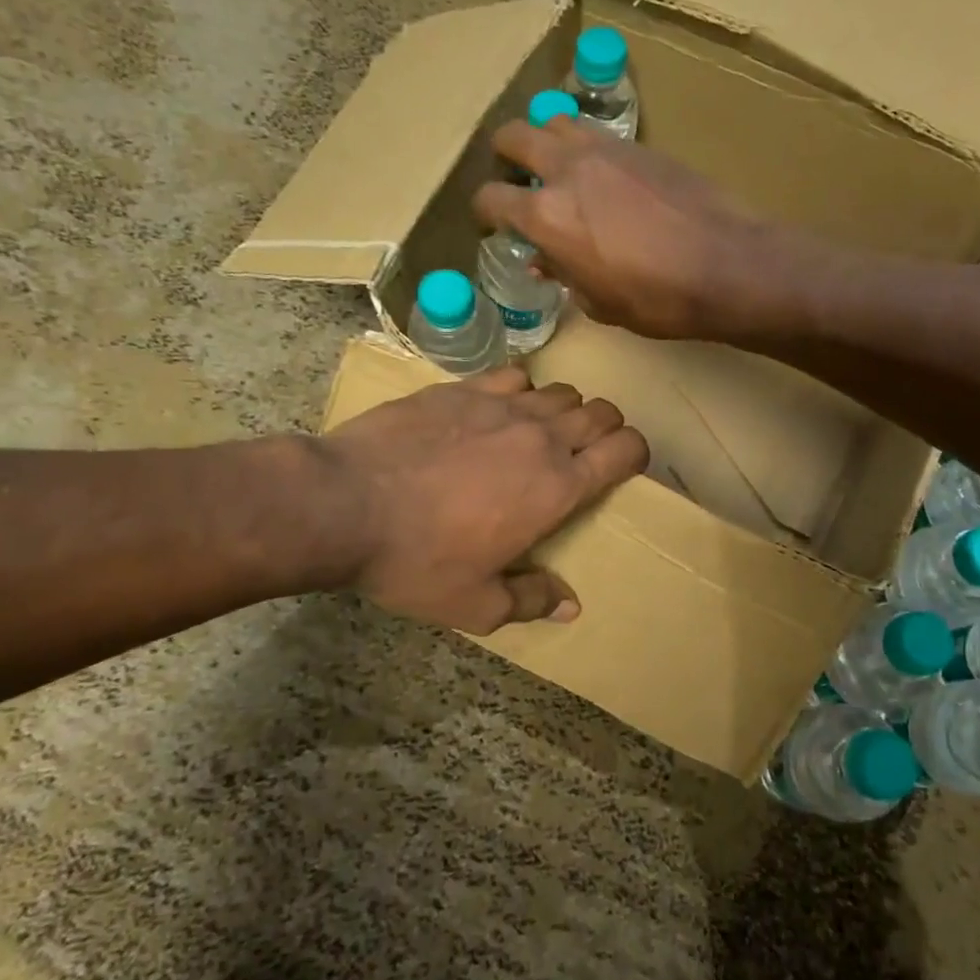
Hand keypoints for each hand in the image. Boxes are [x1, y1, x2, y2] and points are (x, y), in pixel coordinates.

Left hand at [322, 367, 647, 633]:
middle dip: (606, 429)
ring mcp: (501, 406)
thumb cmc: (416, 561)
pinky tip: (500, 408)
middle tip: (587, 451)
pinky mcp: (462, 388)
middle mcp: (541, 437)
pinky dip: (521, 389)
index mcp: (558, 487)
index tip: (625, 465)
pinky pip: (513, 375)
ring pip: (561, 391)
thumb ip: (531, 600)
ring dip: (565, 409)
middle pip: (600, 412)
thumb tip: (570, 604)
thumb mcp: (476, 603)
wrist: (344, 504)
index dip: (636, 453)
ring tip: (542, 432)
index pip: (624, 450)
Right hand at [473, 116, 795, 339]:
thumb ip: (564, 275)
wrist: (726, 265)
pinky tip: (602, 172)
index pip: (492, 198)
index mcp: (546, 215)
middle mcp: (567, 169)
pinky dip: (586, 145)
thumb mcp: (599, 303)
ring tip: (558, 165)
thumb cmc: (657, 299)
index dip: (485, 211)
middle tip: (514, 174)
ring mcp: (605, 149)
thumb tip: (545, 262)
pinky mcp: (640, 145)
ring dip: (546, 138)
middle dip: (505, 154)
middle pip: (514, 136)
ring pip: (556, 119)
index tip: (493, 222)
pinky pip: (597, 132)